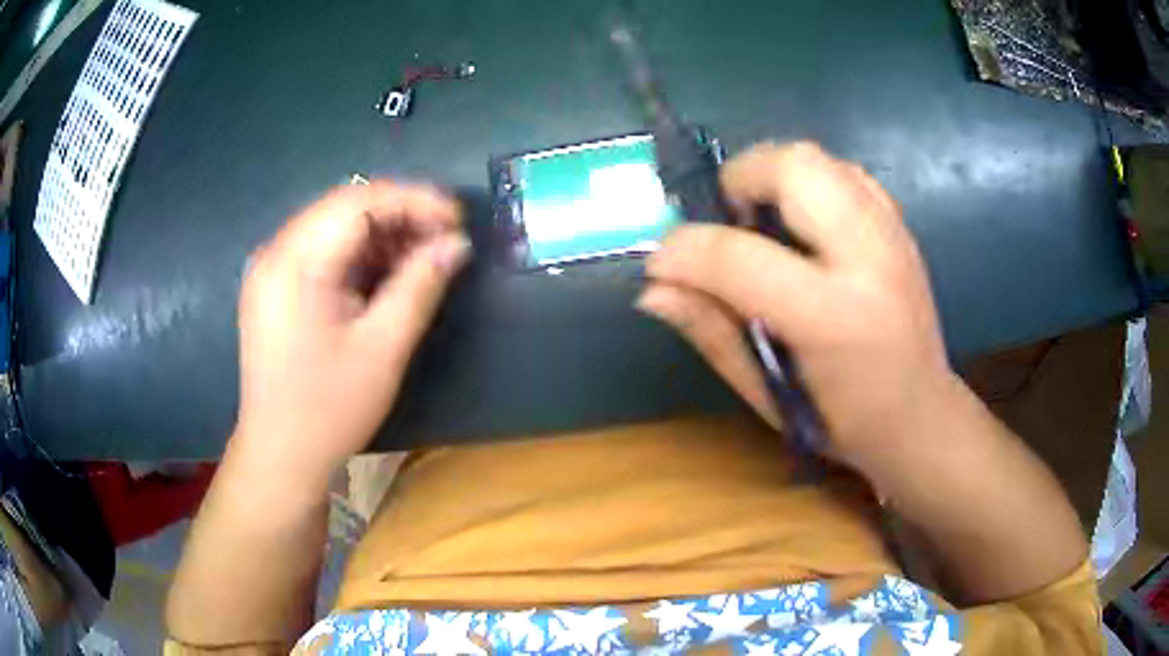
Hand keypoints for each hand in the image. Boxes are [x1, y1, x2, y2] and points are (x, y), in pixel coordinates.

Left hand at [234, 182, 469, 481]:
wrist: (280, 457)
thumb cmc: (328, 410)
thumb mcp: (383, 349)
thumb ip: (420, 286)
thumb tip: (457, 245)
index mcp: (295, 262)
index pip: (359, 201)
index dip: (414, 201)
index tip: (458, 221)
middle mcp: (276, 252)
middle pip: (345, 207)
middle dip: (400, 215)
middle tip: (445, 239)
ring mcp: (271, 269)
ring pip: (333, 226)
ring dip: (381, 234)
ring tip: (422, 256)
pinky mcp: (274, 288)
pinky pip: (321, 251)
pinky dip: (358, 254)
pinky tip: (385, 273)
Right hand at [639, 142, 952, 469]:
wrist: (921, 416)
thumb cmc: (843, 423)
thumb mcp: (768, 395)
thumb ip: (712, 334)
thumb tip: (653, 290)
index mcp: (831, 317)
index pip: (737, 257)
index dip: (683, 251)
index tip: (661, 264)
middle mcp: (868, 258)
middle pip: (792, 166)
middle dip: (739, 179)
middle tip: (727, 224)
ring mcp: (891, 233)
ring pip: (818, 157)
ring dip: (773, 176)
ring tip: (764, 225)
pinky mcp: (900, 224)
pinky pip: (843, 171)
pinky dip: (809, 182)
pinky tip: (804, 227)